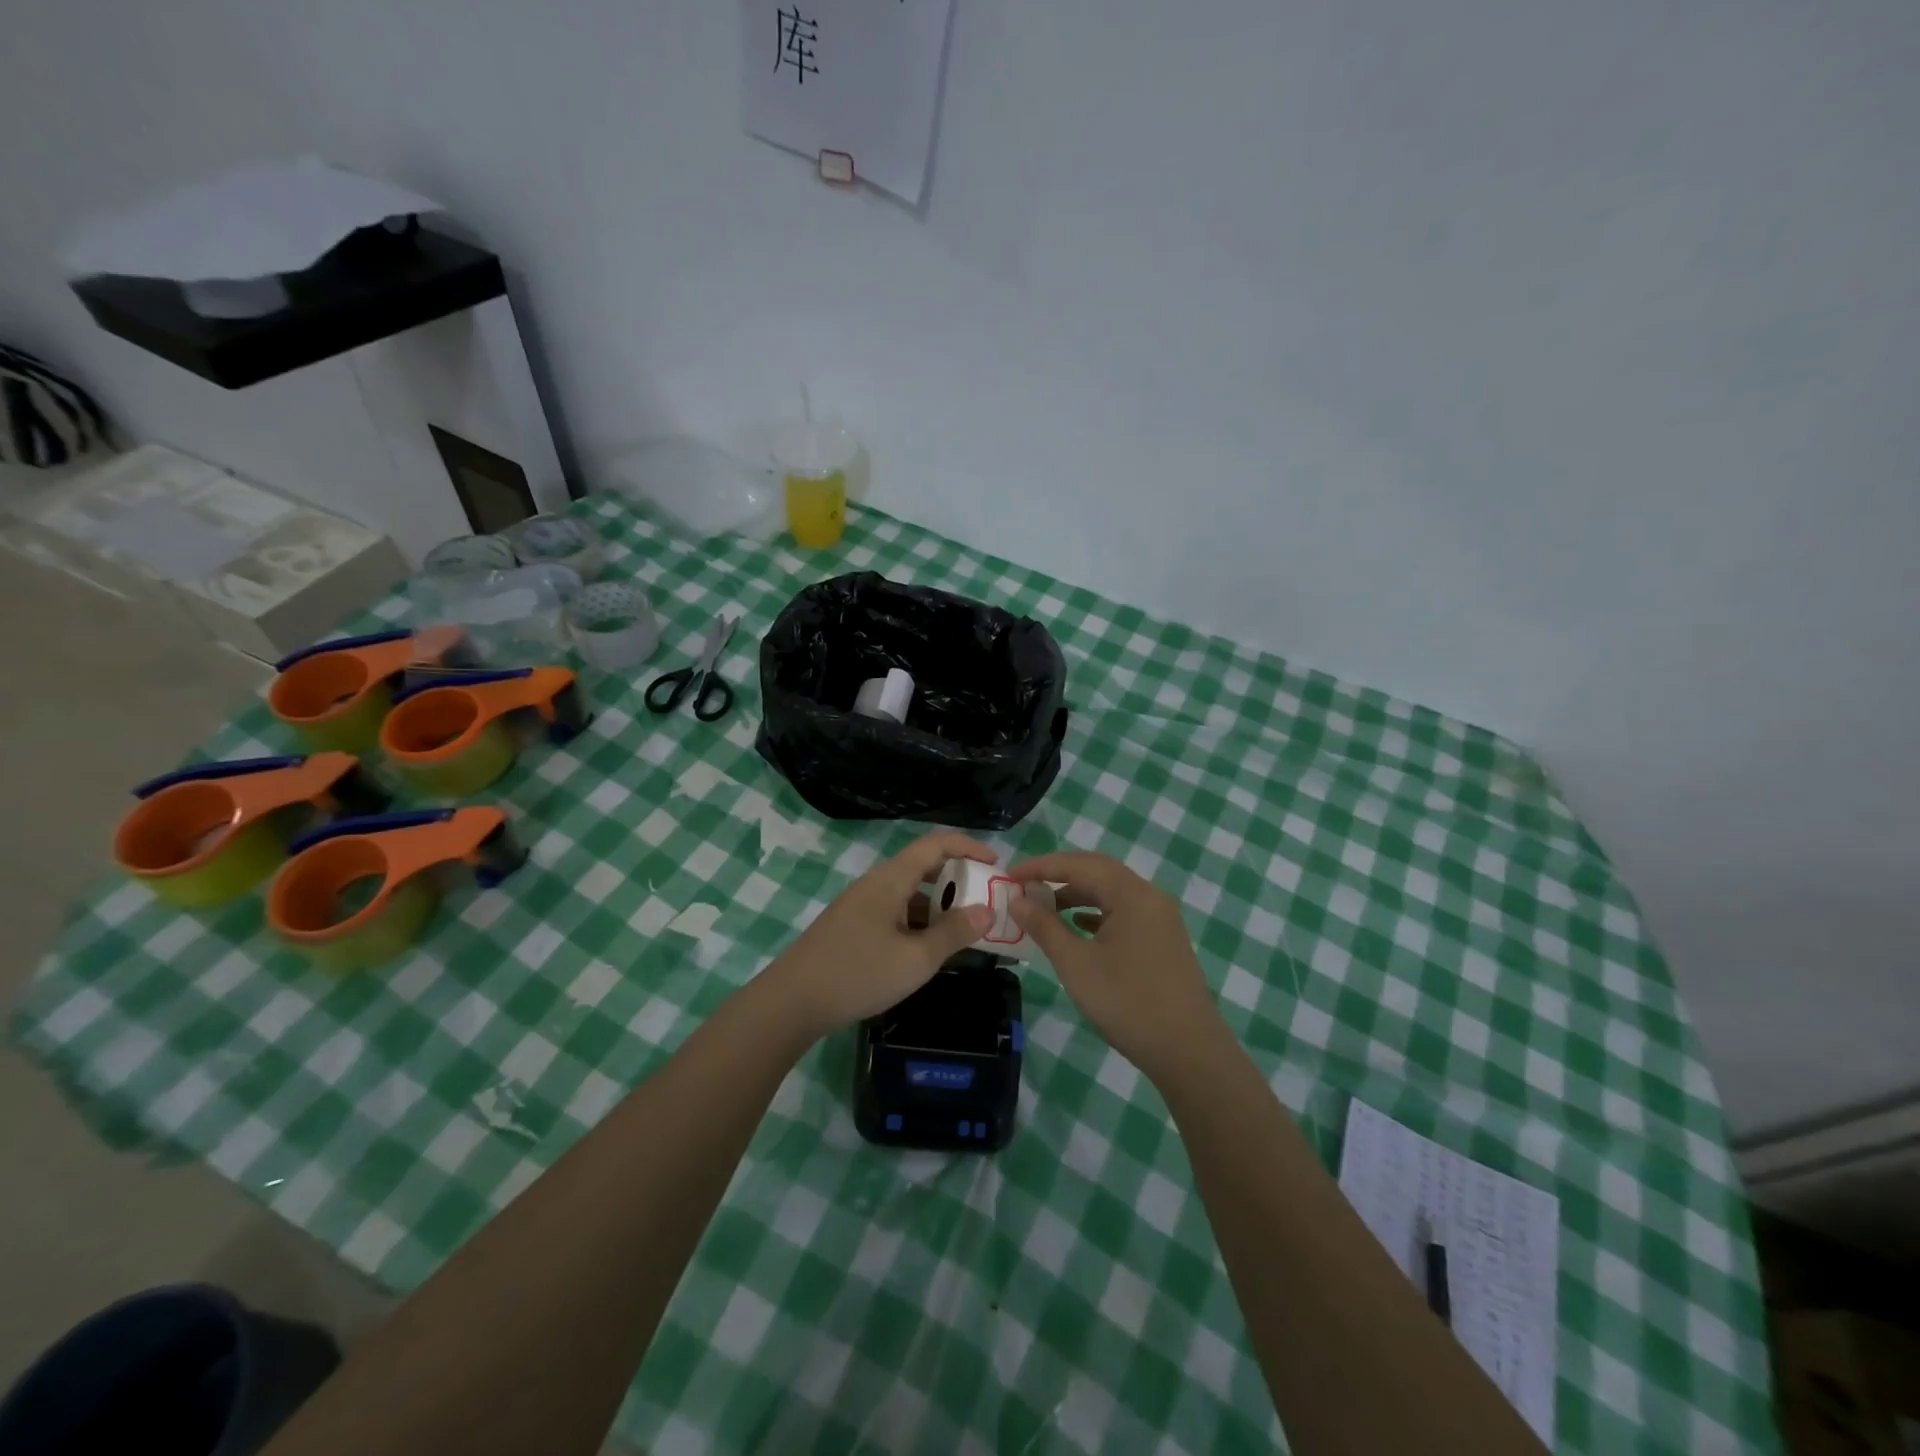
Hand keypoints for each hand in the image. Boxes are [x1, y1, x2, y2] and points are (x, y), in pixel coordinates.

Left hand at [767, 832, 996, 1038]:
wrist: (791, 1002)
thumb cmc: (858, 974)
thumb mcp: (915, 959)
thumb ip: (953, 933)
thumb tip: (987, 911)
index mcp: (891, 880)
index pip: (935, 844)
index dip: (968, 847)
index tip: (995, 864)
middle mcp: (875, 884)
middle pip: (922, 866)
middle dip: (957, 880)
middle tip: (984, 902)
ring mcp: (860, 905)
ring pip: (908, 893)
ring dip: (937, 905)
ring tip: (962, 931)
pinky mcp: (851, 927)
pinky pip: (894, 912)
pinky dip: (917, 922)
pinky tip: (926, 950)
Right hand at [1010, 851, 1224, 1081]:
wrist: (1188, 1051)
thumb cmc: (1127, 1003)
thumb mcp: (1076, 964)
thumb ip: (1045, 927)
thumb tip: (1018, 900)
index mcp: (1131, 894)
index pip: (1078, 865)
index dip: (1041, 866)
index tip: (1009, 875)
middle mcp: (1149, 896)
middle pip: (1098, 871)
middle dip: (1059, 875)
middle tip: (1024, 886)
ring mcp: (1160, 917)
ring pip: (1111, 892)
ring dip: (1077, 895)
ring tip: (1044, 908)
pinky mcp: (1163, 939)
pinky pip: (1124, 911)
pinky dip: (1096, 912)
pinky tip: (1079, 927)